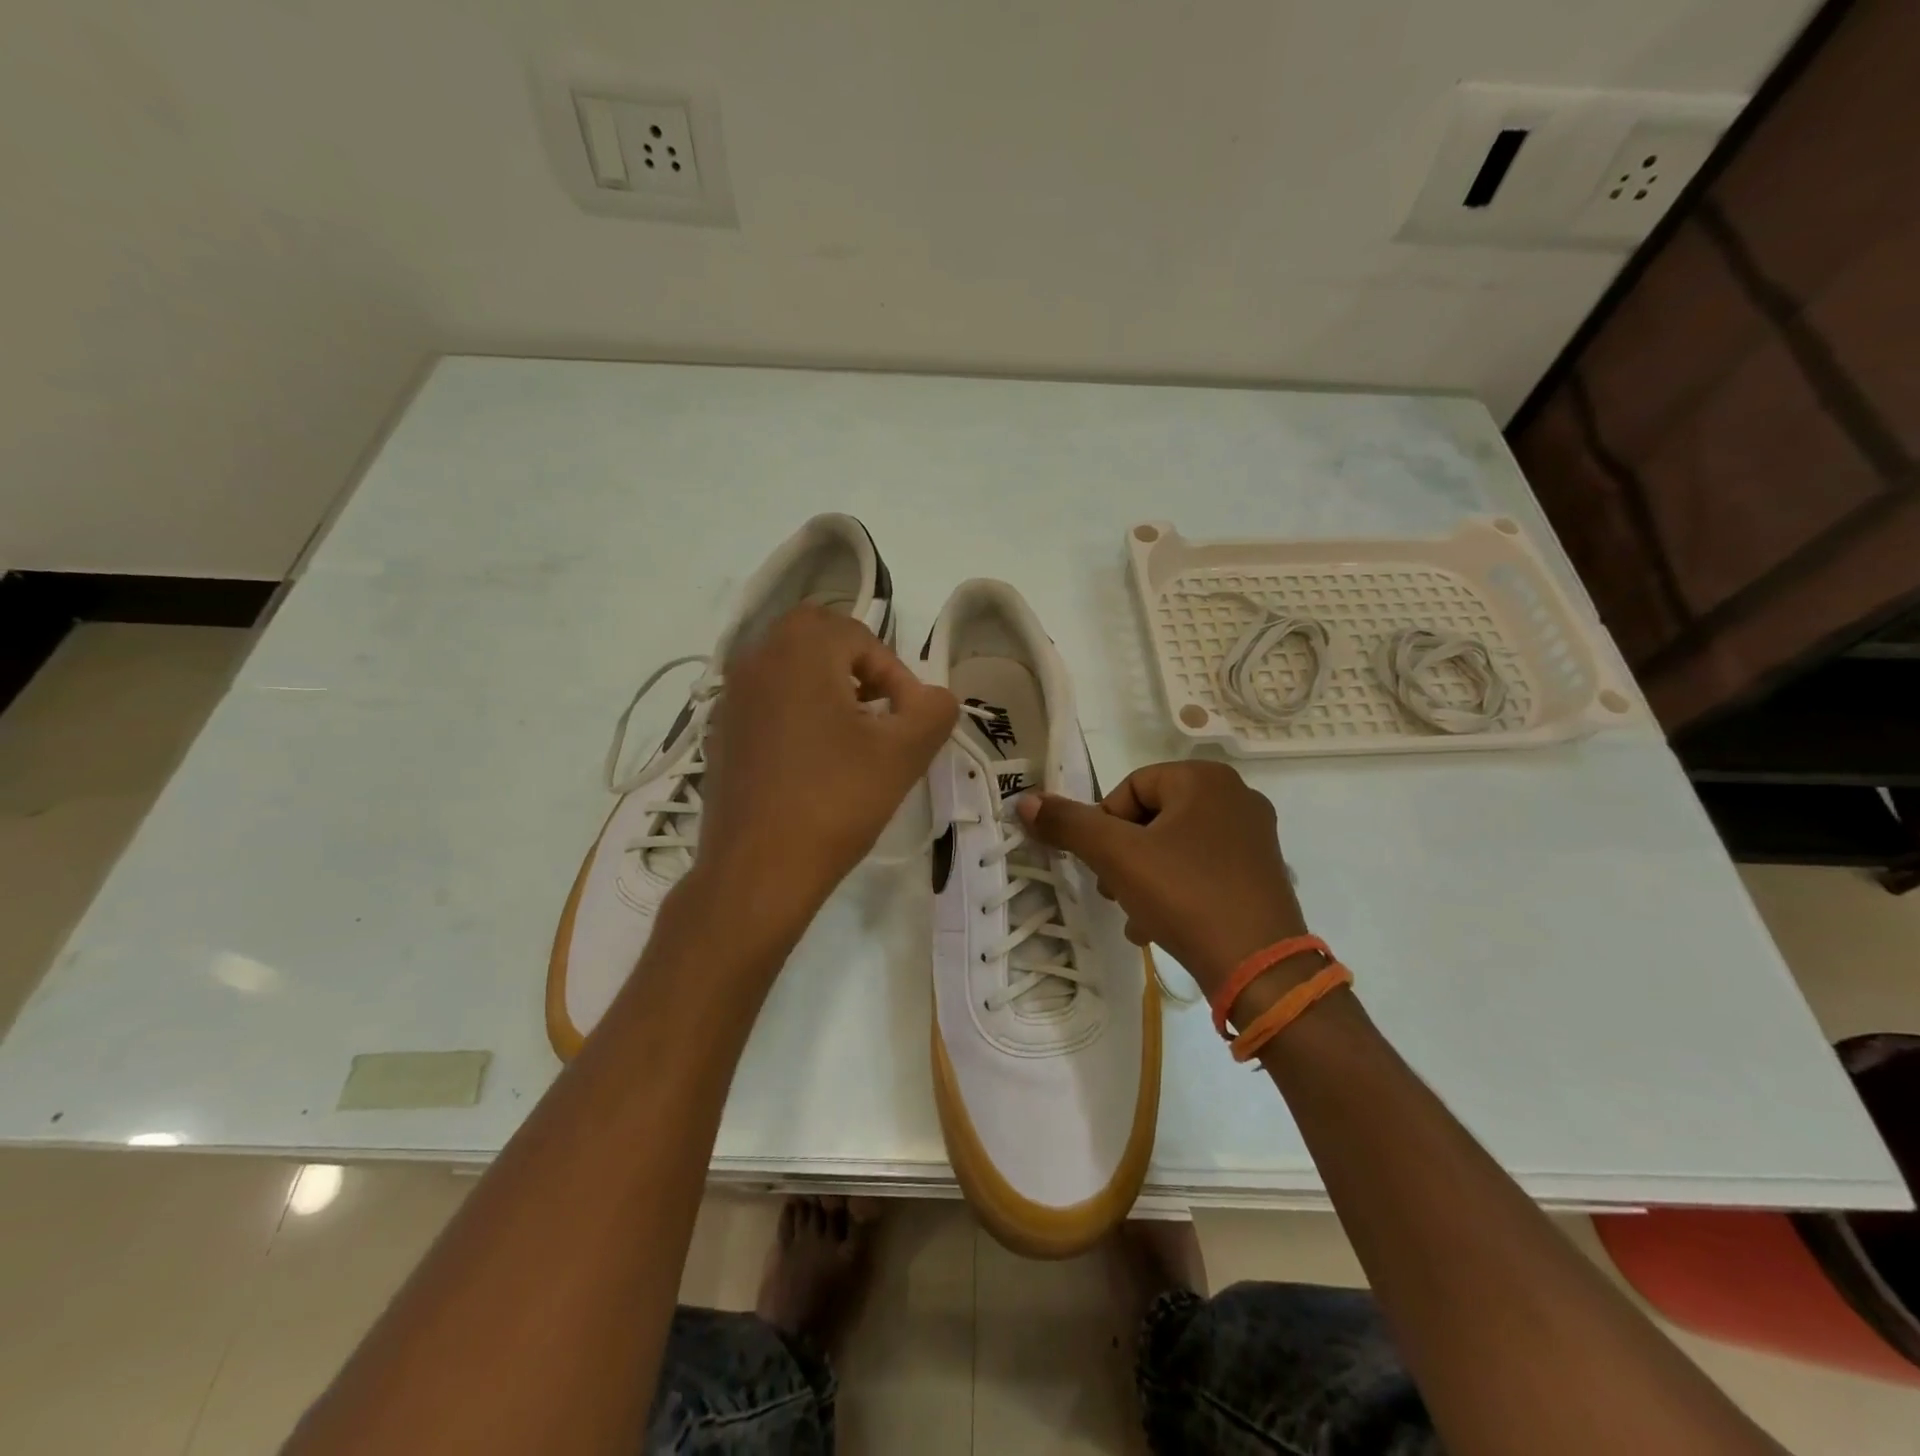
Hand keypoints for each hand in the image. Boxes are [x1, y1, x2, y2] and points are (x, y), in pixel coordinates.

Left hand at [696, 605, 957, 926]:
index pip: (862, 638)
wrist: (758, 870)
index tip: (910, 721)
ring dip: (828, 687)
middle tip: (882, 712)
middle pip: (819, 639)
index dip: (897, 675)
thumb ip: (934, 711)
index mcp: (800, 650)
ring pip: (790, 667)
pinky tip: (815, 761)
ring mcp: (732, 697)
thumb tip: (936, 698)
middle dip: (859, 667)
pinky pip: (768, 700)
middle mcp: (757, 659)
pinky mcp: (721, 732)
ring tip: (854, 737)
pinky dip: (798, 711)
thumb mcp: (904, 753)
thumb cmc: (835, 801)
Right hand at [1017, 760, 1308, 1001]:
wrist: (1261, 969)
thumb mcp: (1117, 857)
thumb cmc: (1186, 895)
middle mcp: (1236, 796)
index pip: (1130, 789)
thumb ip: (1069, 824)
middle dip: (1123, 857)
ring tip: (1134, 916)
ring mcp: (1254, 836)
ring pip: (1174, 847)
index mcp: (1205, 779)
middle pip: (1151, 818)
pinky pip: (1202, 869)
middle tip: (1113, 892)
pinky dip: (1175, 891)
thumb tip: (1026, 801)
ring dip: (1143, 878)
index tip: (1102, 866)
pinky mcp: (1261, 873)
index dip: (1105, 827)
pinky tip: (1160, 927)